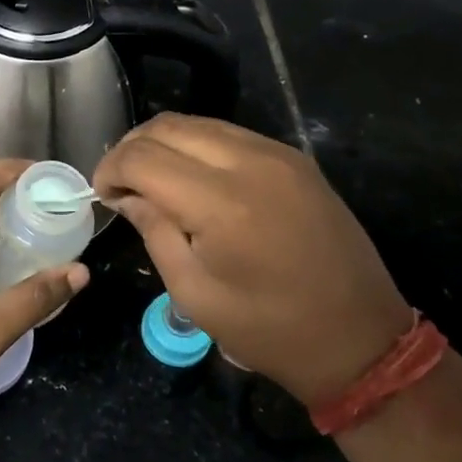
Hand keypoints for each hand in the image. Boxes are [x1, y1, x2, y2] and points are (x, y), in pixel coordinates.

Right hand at [93, 114, 412, 408]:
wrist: (360, 338)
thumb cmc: (269, 329)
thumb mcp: (194, 293)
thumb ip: (155, 231)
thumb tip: (126, 195)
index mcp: (220, 202)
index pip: (142, 156)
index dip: (110, 169)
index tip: (101, 194)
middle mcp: (249, 162)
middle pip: (167, 127)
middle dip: (132, 148)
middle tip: (120, 183)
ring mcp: (277, 154)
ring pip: (198, 123)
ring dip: (164, 143)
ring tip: (151, 178)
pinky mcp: (295, 158)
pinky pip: (230, 134)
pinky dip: (197, 145)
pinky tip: (191, 176)